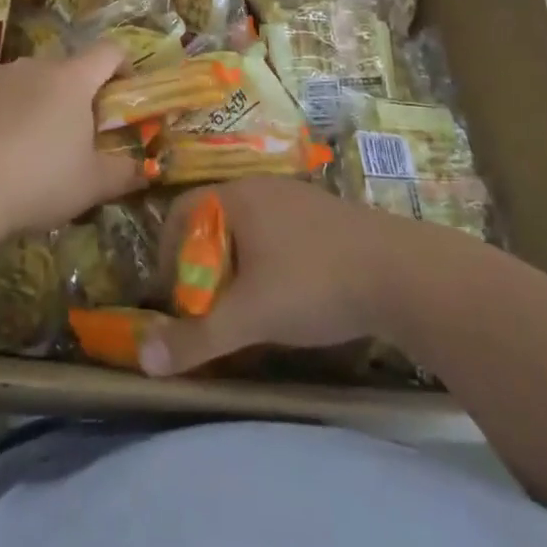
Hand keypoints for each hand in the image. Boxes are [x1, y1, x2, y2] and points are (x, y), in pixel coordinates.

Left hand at [0, 44, 142, 244]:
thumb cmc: (37, 180)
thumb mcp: (91, 186)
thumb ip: (124, 173)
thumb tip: (146, 169)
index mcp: (73, 78)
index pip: (109, 51)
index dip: (124, 67)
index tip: (124, 97)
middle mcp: (36, 66)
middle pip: (69, 69)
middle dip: (80, 96)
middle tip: (80, 136)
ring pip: (33, 83)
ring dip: (42, 105)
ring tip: (35, 149)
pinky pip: (1, 98)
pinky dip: (9, 116)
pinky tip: (0, 155)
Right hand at [139, 177, 418, 376]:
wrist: (403, 272)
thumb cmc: (314, 283)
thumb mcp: (250, 316)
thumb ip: (197, 337)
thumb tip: (143, 360)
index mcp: (237, 196)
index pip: (181, 211)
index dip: (168, 252)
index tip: (173, 295)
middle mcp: (263, 186)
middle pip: (213, 219)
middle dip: (202, 264)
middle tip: (206, 306)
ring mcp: (298, 197)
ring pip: (249, 227)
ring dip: (236, 265)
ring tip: (244, 306)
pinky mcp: (325, 215)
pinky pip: (279, 232)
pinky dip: (268, 261)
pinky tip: (288, 294)